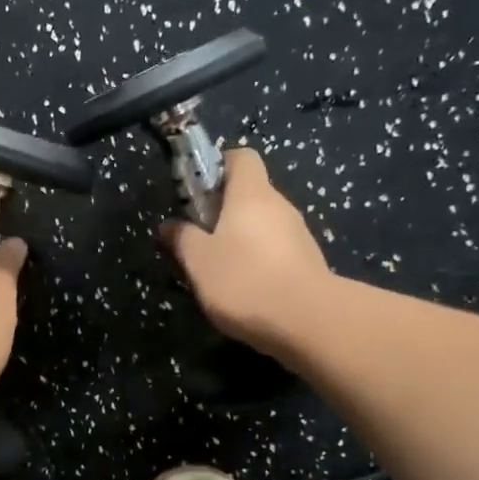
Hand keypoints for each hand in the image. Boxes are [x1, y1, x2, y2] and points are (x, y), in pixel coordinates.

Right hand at [163, 148, 333, 353]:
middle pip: (249, 193)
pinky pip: (276, 250)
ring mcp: (298, 234)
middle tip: (198, 240)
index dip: (218, 167)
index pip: (241, 157)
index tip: (197, 191)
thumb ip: (181, 239)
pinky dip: (258, 261)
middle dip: (222, 211)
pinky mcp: (308, 262)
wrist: (308, 322)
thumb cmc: (244, 280)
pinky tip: (245, 290)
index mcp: (251, 193)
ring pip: (262, 225)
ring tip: (218, 271)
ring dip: (240, 239)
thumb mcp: (198, 261)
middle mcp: (279, 205)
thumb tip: (169, 226)